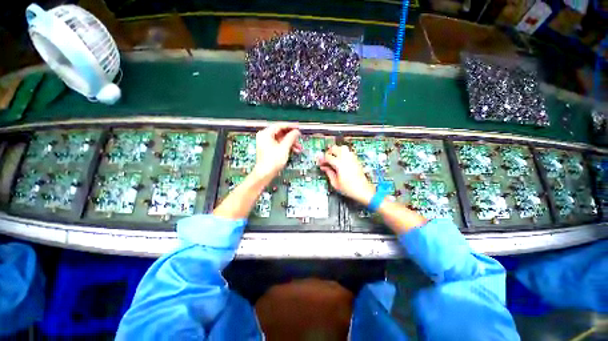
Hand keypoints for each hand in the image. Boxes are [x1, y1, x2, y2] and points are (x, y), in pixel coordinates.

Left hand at [252, 123, 301, 180]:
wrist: (265, 174)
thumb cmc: (272, 161)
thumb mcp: (284, 148)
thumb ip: (291, 138)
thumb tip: (296, 132)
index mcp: (265, 134)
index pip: (279, 126)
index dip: (290, 126)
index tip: (298, 127)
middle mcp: (265, 137)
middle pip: (280, 133)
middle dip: (291, 137)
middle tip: (299, 138)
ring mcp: (266, 143)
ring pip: (281, 139)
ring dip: (291, 143)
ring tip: (299, 147)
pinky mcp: (269, 149)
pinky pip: (279, 144)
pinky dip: (287, 147)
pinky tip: (294, 150)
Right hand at [319, 145, 375, 204]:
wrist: (363, 191)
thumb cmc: (349, 189)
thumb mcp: (335, 183)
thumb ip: (328, 173)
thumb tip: (324, 167)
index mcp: (339, 164)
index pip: (328, 157)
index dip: (322, 159)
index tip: (320, 162)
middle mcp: (346, 159)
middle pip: (335, 148)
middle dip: (329, 152)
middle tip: (325, 158)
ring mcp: (352, 158)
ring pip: (343, 147)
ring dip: (336, 150)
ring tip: (333, 156)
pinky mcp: (356, 160)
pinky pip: (348, 152)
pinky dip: (343, 152)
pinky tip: (341, 159)